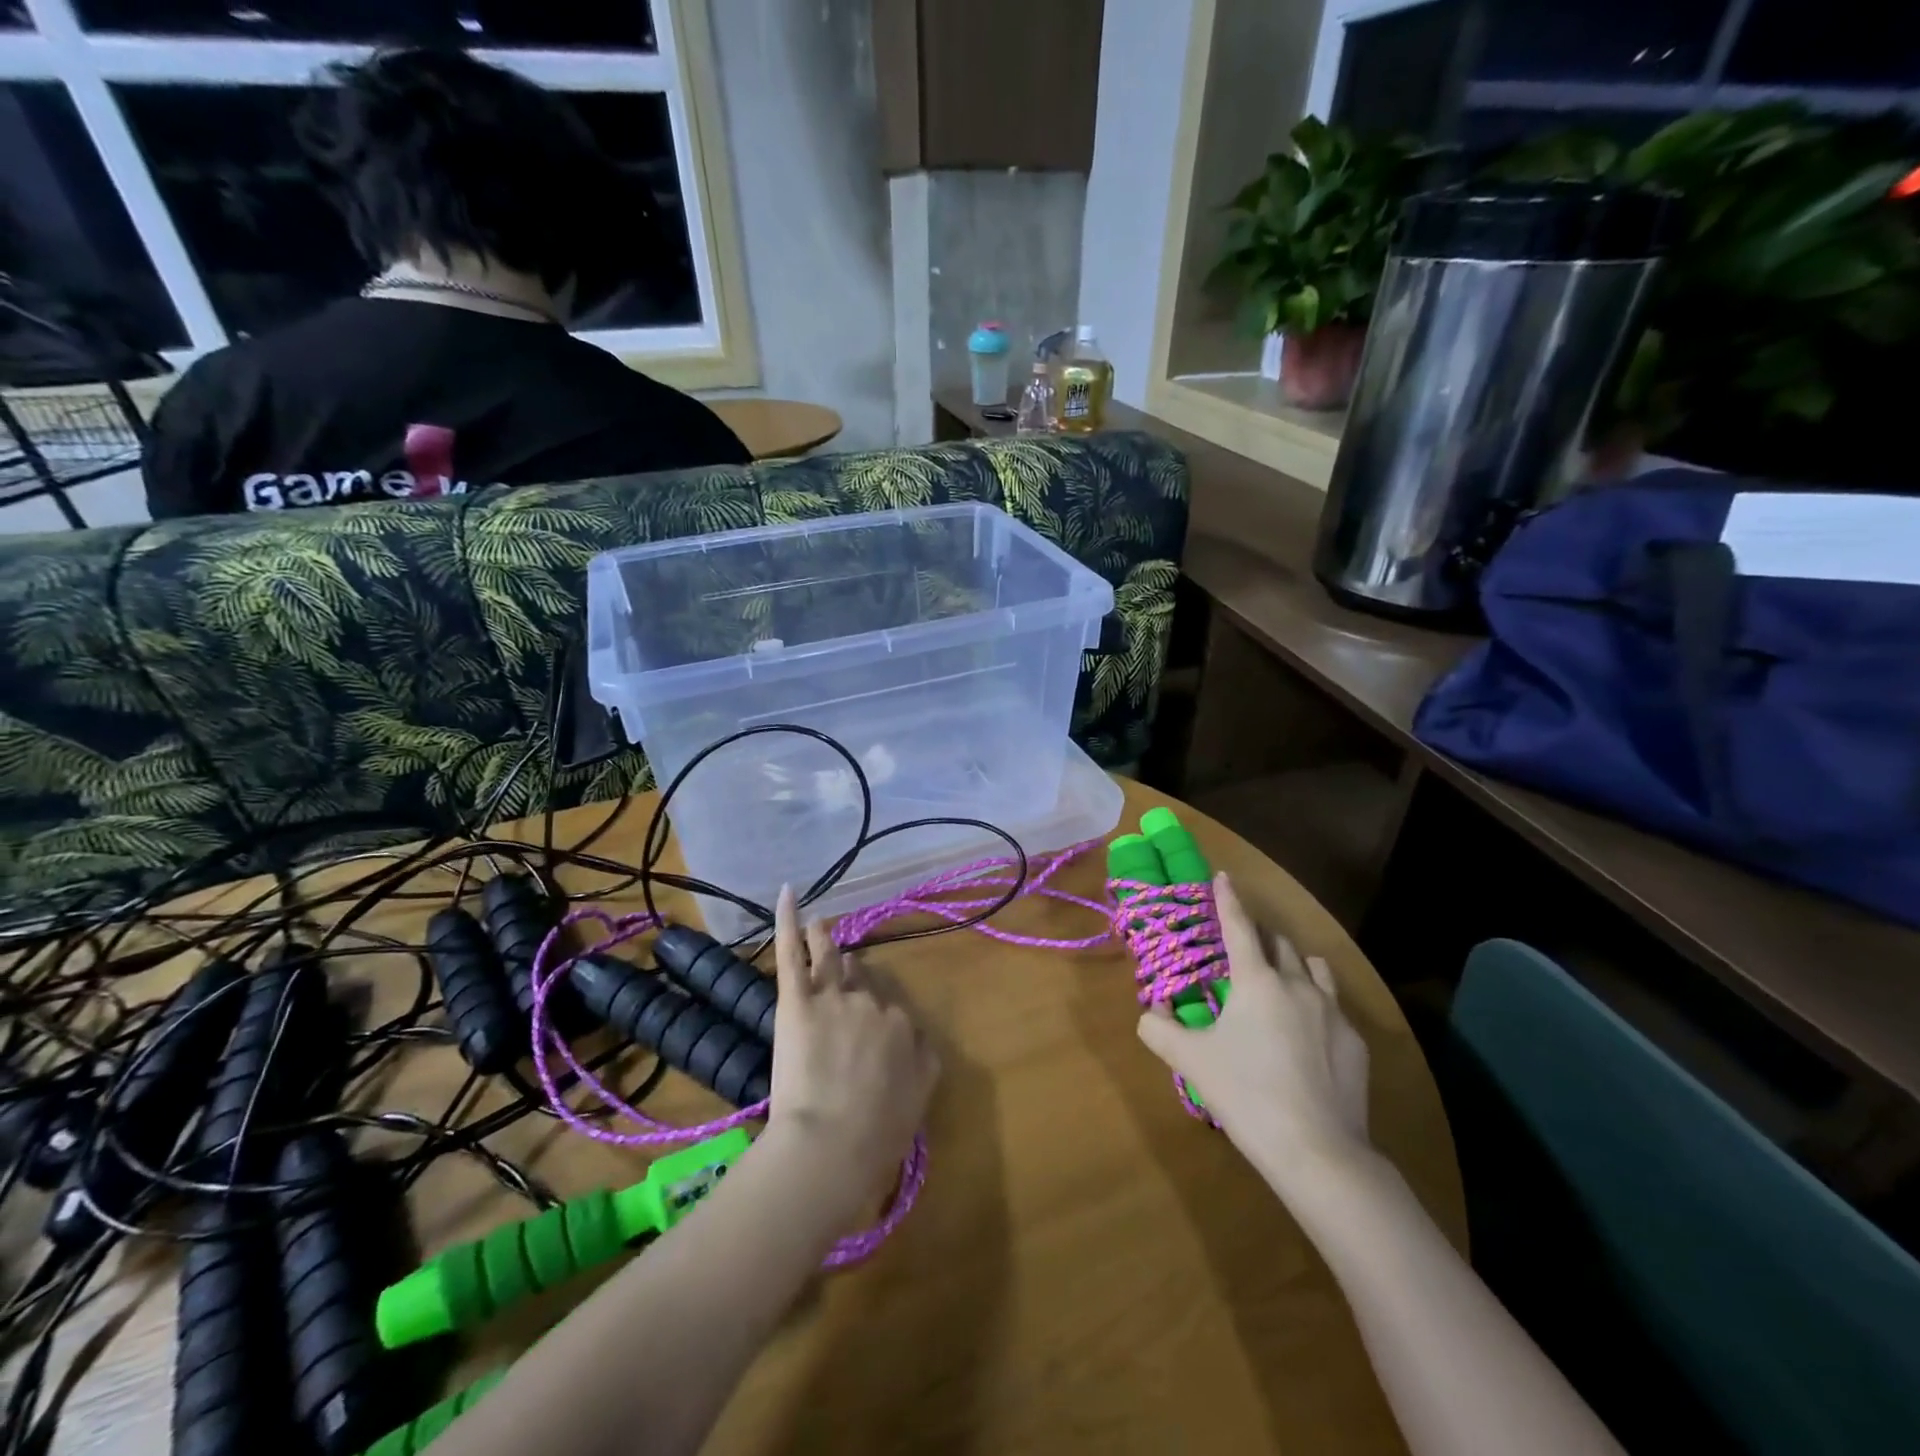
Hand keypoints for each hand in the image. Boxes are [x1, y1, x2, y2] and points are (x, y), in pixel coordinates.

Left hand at [767, 886, 939, 1190]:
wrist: (833, 1143)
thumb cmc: (877, 1134)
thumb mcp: (918, 1100)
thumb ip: (924, 1062)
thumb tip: (921, 1040)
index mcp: (902, 1027)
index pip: (890, 1009)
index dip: (876, 1017)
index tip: (864, 1030)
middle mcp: (872, 1004)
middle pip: (861, 980)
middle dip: (852, 977)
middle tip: (840, 980)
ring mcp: (834, 997)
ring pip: (831, 959)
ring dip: (825, 940)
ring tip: (819, 925)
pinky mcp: (797, 1000)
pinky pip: (792, 953)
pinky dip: (787, 921)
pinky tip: (787, 894)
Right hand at [1136, 872, 1370, 1179]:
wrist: (1318, 1151)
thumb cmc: (1246, 1095)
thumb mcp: (1190, 1061)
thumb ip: (1159, 1028)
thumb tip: (1150, 1010)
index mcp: (1256, 981)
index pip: (1238, 926)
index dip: (1227, 898)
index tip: (1223, 876)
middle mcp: (1297, 984)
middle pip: (1278, 942)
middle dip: (1258, 936)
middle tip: (1241, 947)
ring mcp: (1333, 1012)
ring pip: (1313, 967)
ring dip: (1292, 963)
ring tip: (1279, 981)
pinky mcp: (1356, 1041)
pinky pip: (1333, 1006)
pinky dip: (1315, 1003)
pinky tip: (1306, 1034)